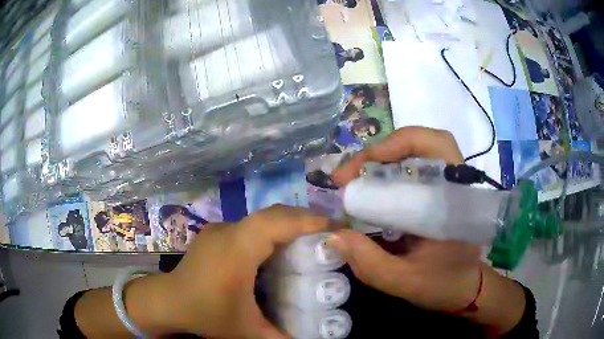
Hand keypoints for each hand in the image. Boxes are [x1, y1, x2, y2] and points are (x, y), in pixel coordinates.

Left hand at [162, 205, 332, 337]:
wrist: (168, 301)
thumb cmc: (206, 313)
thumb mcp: (246, 330)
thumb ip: (280, 337)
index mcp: (237, 250)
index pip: (276, 223)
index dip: (307, 221)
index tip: (334, 227)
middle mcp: (229, 231)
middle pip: (273, 214)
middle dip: (304, 219)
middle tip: (328, 233)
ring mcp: (220, 229)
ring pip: (261, 217)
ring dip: (287, 223)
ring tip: (310, 239)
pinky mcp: (215, 233)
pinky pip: (250, 225)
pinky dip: (271, 230)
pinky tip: (278, 249)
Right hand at [329, 127, 524, 334]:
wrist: (465, 288)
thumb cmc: (444, 284)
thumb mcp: (405, 281)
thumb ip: (371, 263)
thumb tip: (334, 235)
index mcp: (454, 197)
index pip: (436, 145)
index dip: (399, 143)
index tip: (364, 164)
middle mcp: (452, 183)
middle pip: (420, 144)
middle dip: (380, 152)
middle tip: (348, 176)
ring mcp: (444, 186)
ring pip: (414, 155)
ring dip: (381, 162)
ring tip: (354, 181)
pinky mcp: (436, 194)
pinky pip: (411, 172)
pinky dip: (387, 175)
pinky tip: (370, 191)